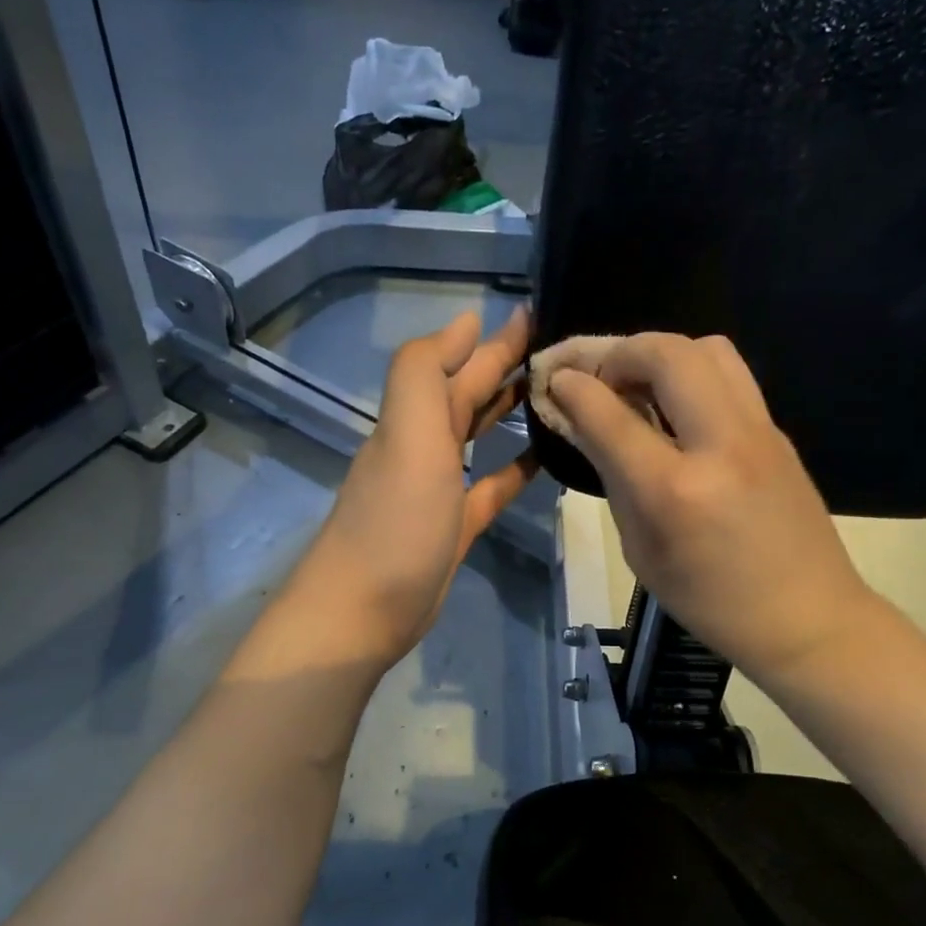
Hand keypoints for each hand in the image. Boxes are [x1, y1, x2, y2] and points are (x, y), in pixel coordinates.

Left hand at [290, 308, 536, 666]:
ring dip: (509, 410)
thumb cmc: (395, 522)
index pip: (460, 363)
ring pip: (479, 433)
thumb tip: (466, 322)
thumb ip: (425, 372)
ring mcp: (439, 486)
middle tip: (561, 350)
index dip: (495, 339)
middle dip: (508, 367)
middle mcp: (425, 444)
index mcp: (415, 418)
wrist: (364, 611)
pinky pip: (491, 485)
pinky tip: (543, 456)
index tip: (539, 314)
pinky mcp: (455, 524)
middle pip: (470, 393)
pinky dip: (514, 467)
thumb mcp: (407, 436)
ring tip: (556, 394)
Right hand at [548, 333, 875, 687]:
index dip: (573, 386)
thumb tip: (581, 423)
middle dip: (618, 351)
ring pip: (707, 348)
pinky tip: (677, 408)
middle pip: (666, 354)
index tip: (555, 379)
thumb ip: (611, 477)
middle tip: (599, 378)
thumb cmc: (711, 601)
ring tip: (639, 385)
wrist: (807, 617)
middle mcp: (720, 445)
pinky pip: (730, 374)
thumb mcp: (642, 550)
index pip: (610, 413)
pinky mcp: (777, 431)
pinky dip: (692, 373)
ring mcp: (758, 431)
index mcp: (674, 490)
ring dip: (661, 354)